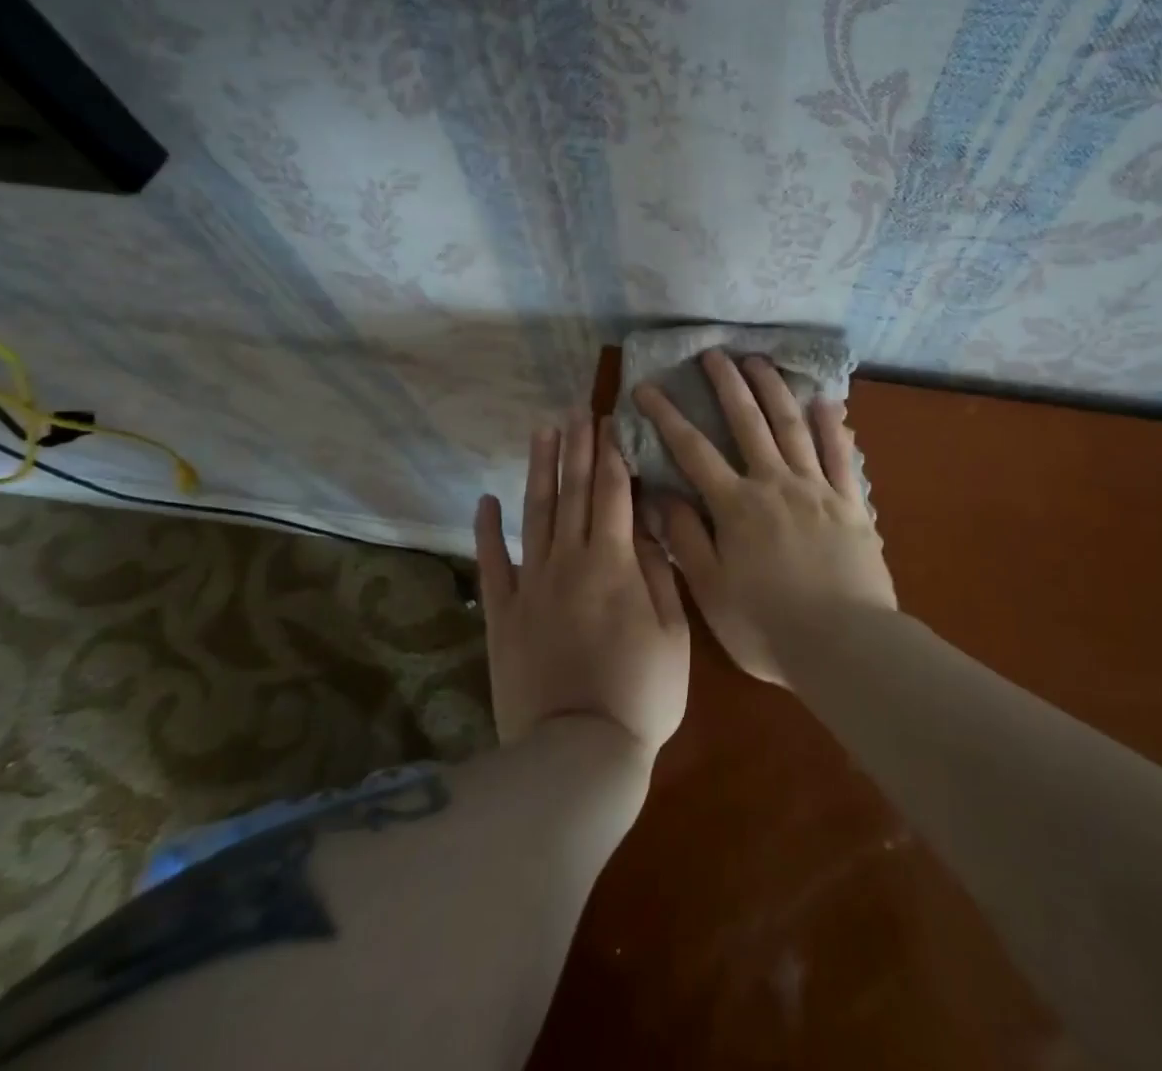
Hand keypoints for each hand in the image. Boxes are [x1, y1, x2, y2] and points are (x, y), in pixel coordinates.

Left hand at [475, 415, 689, 758]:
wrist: (578, 752)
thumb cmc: (642, 693)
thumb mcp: (674, 632)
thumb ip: (660, 572)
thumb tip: (648, 525)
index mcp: (615, 562)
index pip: (614, 492)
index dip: (612, 453)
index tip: (610, 421)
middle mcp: (570, 560)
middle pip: (574, 492)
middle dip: (578, 448)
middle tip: (577, 411)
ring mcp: (531, 584)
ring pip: (536, 513)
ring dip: (539, 470)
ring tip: (542, 432)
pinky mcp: (503, 612)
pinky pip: (493, 562)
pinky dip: (488, 529)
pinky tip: (487, 500)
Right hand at [635, 351, 895, 686]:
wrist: (844, 645)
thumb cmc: (768, 627)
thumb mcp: (711, 591)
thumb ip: (685, 539)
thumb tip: (661, 494)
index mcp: (736, 506)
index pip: (692, 451)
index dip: (667, 417)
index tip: (647, 388)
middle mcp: (774, 484)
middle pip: (748, 423)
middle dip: (727, 385)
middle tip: (713, 353)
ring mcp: (816, 489)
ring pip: (793, 427)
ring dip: (774, 390)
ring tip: (760, 361)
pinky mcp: (851, 503)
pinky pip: (841, 456)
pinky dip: (833, 426)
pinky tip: (827, 402)